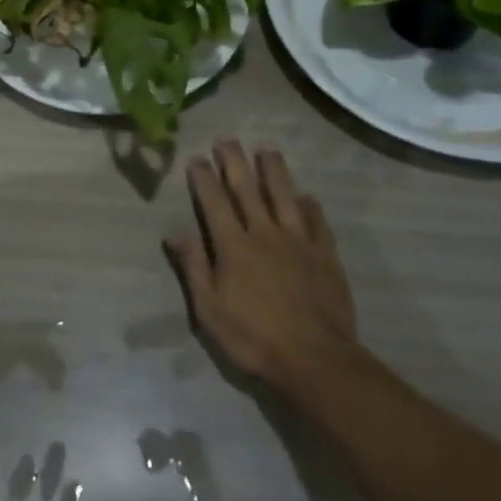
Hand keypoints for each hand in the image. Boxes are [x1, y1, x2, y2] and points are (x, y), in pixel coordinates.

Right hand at [165, 139, 362, 399]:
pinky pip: (317, 222)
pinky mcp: (325, 256)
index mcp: (233, 246)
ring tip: (267, 148)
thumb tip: (175, 233)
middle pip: (247, 189)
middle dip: (234, 161)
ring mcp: (298, 242)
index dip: (204, 177)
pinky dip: (310, 205)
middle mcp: (264, 234)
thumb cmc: (254, 338)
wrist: (316, 361)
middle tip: (227, 138)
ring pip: (284, 196)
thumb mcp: (209, 310)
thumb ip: (194, 267)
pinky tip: (306, 195)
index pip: (214, 202)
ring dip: (274, 170)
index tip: (196, 156)